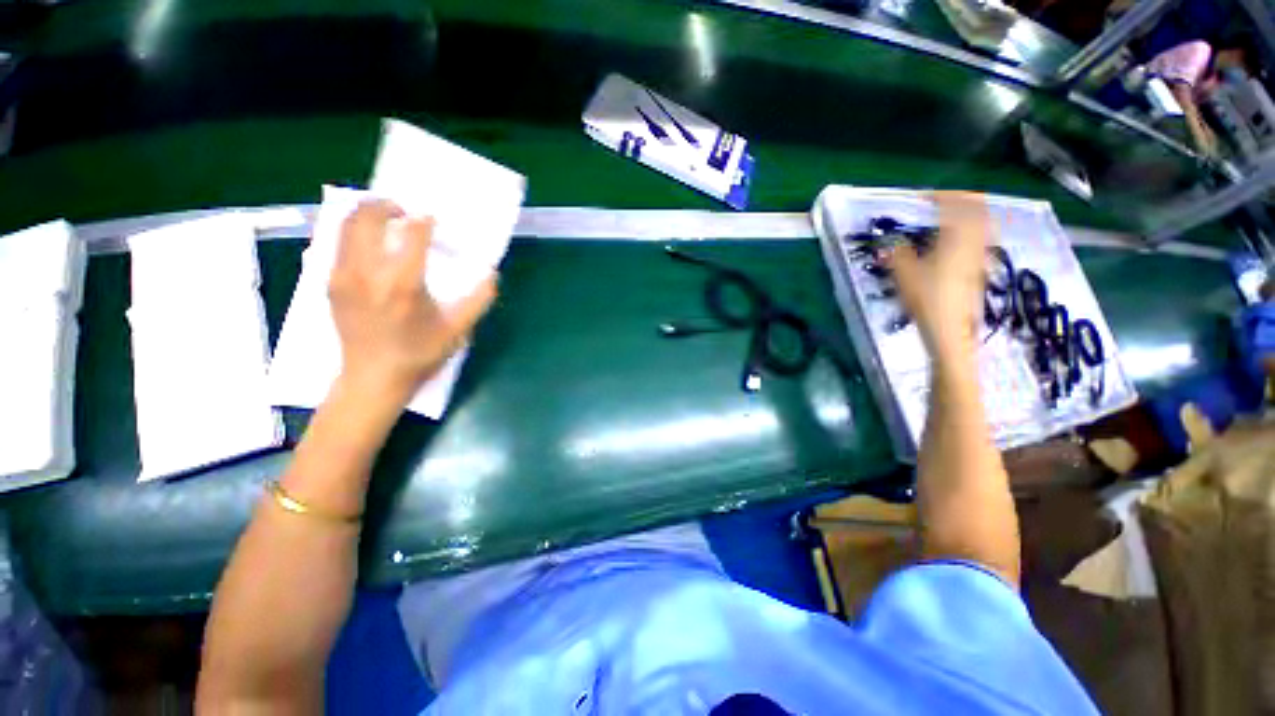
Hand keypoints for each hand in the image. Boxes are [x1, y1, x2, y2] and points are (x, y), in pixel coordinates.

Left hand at [328, 200, 497, 401]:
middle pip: (368, 218)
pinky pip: (337, 243)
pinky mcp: (330, 283)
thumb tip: (492, 274)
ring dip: (366, 213)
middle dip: (387, 206)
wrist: (373, 378)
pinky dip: (354, 231)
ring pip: (346, 225)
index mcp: (403, 284)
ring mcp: (343, 276)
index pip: (412, 234)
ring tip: (386, 220)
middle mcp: (368, 273)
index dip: (424, 221)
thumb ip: (479, 299)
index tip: (433, 220)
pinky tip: (370, 243)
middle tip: (405, 212)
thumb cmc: (419, 354)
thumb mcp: (458, 329)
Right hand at [889, 192, 990, 359]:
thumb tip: (890, 241)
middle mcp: (976, 241)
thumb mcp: (904, 273)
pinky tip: (950, 244)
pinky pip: (979, 239)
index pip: (957, 203)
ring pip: (982, 224)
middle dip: (960, 201)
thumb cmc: (927, 298)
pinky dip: (967, 232)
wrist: (950, 330)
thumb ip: (897, 252)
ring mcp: (981, 256)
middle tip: (938, 203)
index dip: (940, 195)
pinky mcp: (980, 270)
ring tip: (944, 221)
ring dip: (965, 216)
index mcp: (958, 236)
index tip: (921, 197)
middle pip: (978, 209)